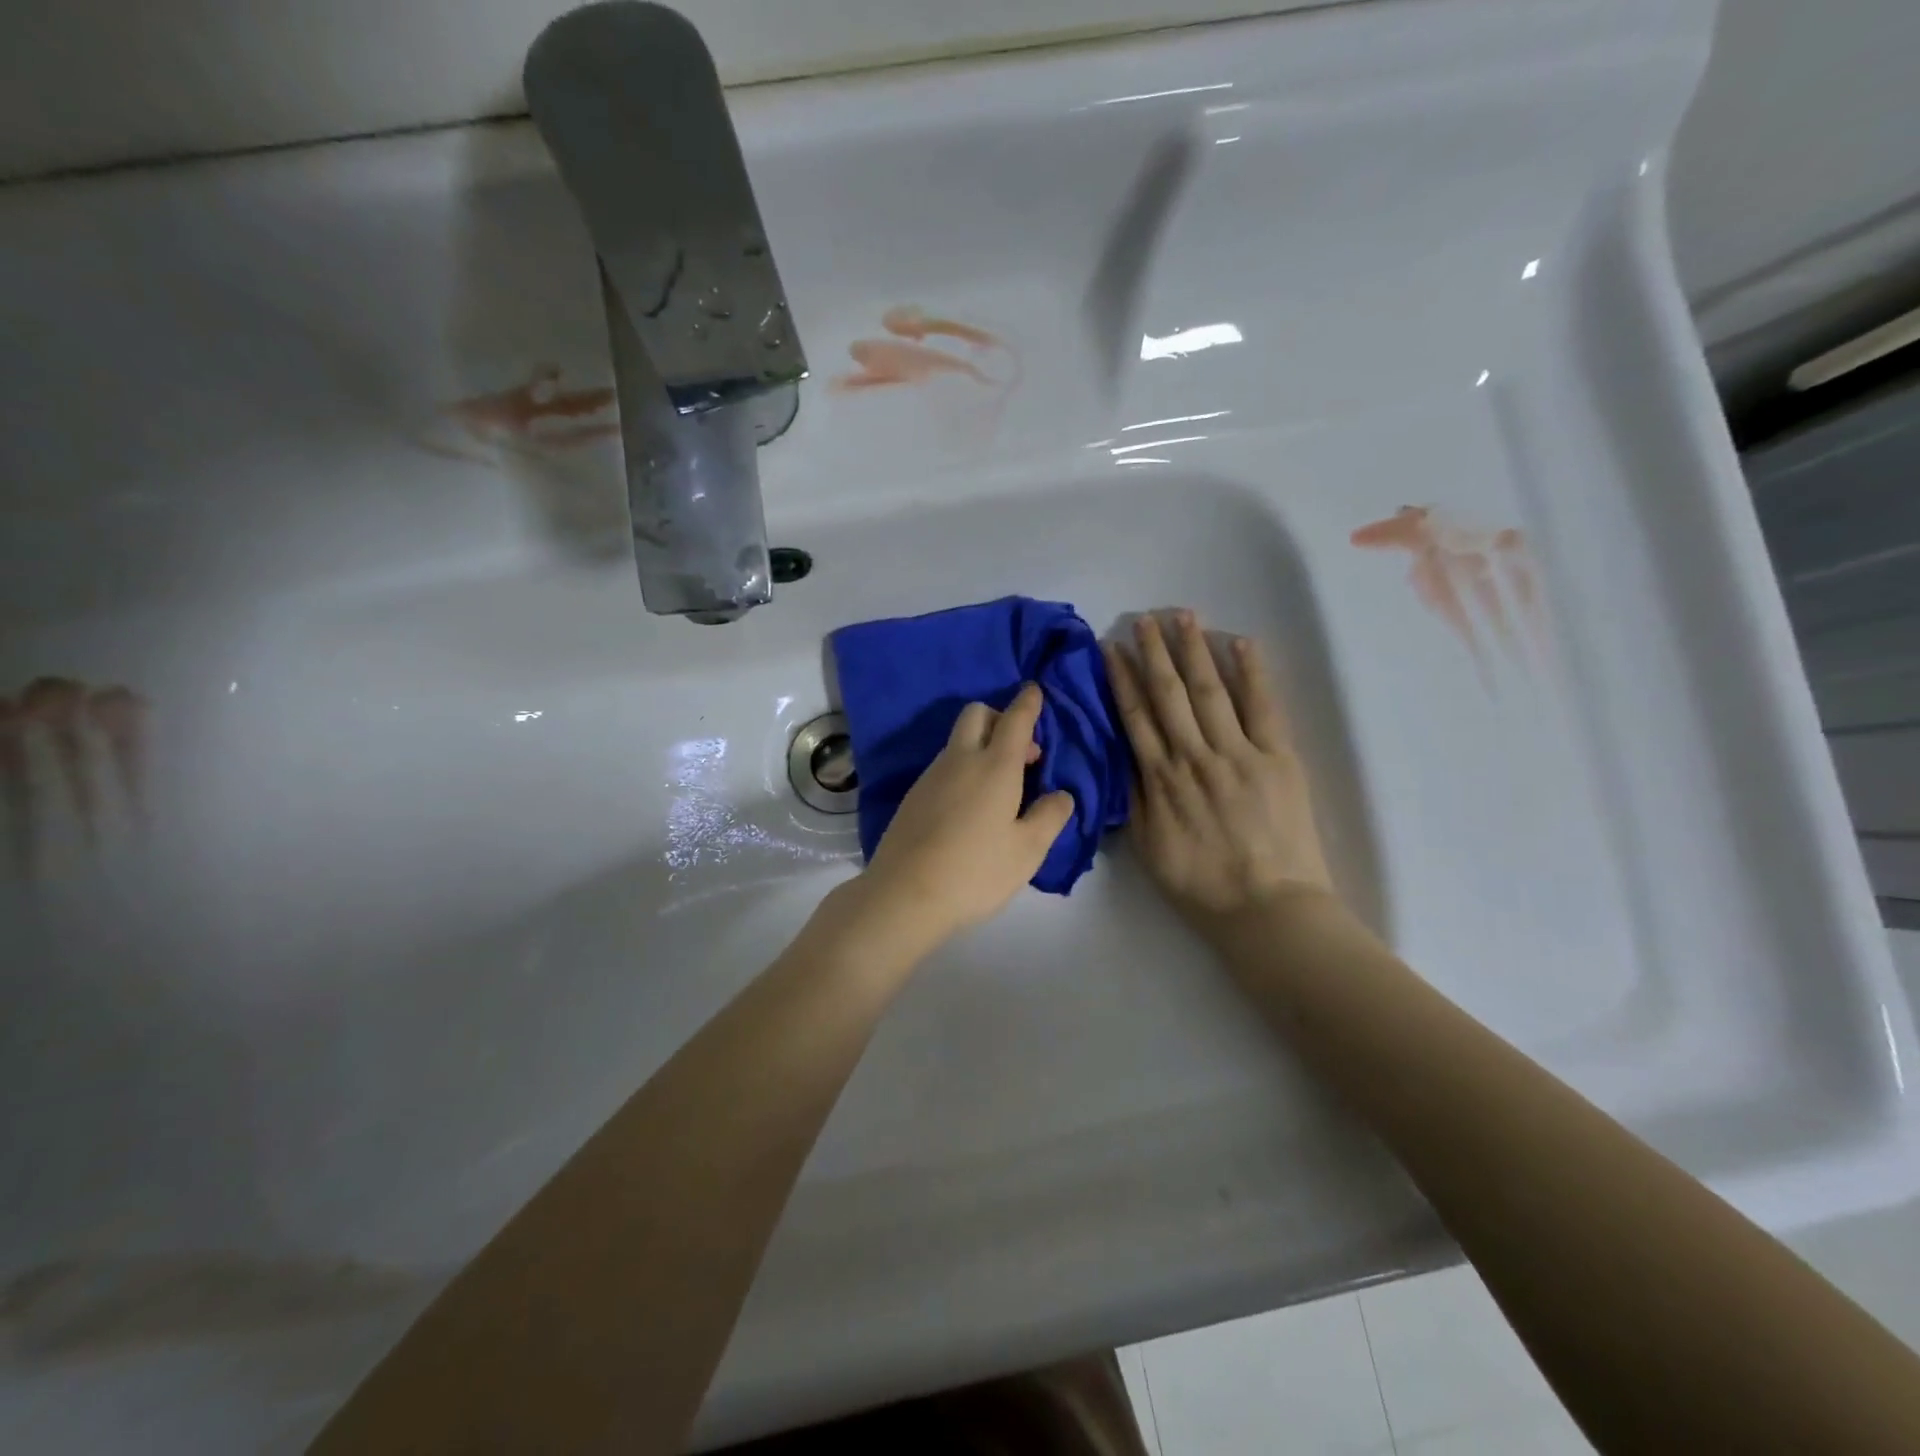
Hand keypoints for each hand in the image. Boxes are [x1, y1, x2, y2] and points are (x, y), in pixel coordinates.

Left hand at [855, 683, 1075, 950]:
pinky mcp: (912, 796)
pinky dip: (962, 769)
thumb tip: (1061, 794)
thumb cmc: (976, 871)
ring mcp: (930, 776)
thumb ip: (1050, 816)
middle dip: (1000, 718)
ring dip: (981, 746)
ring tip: (1000, 789)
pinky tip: (969, 807)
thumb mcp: (1027, 850)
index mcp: (994, 766)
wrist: (904, 895)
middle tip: (1021, 754)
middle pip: (976, 715)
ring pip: (957, 742)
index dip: (1028, 703)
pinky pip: (943, 766)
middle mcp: (960, 760)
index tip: (1034, 690)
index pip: (1015, 720)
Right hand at [1104, 611, 1334, 939]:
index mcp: (1161, 780)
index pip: (1135, 717)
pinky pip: (1263, 707)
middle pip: (1169, 694)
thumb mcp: (1149, 847)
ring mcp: (1239, 753)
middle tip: (1144, 618)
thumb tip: (1124, 756)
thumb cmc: (1202, 884)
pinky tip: (1240, 643)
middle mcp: (1194, 757)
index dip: (1121, 680)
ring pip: (1210, 691)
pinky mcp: (1278, 758)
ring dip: (1194, 651)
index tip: (1111, 648)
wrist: (1268, 908)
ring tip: (1182, 616)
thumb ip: (1135, 798)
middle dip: (1154, 653)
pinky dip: (1252, 673)